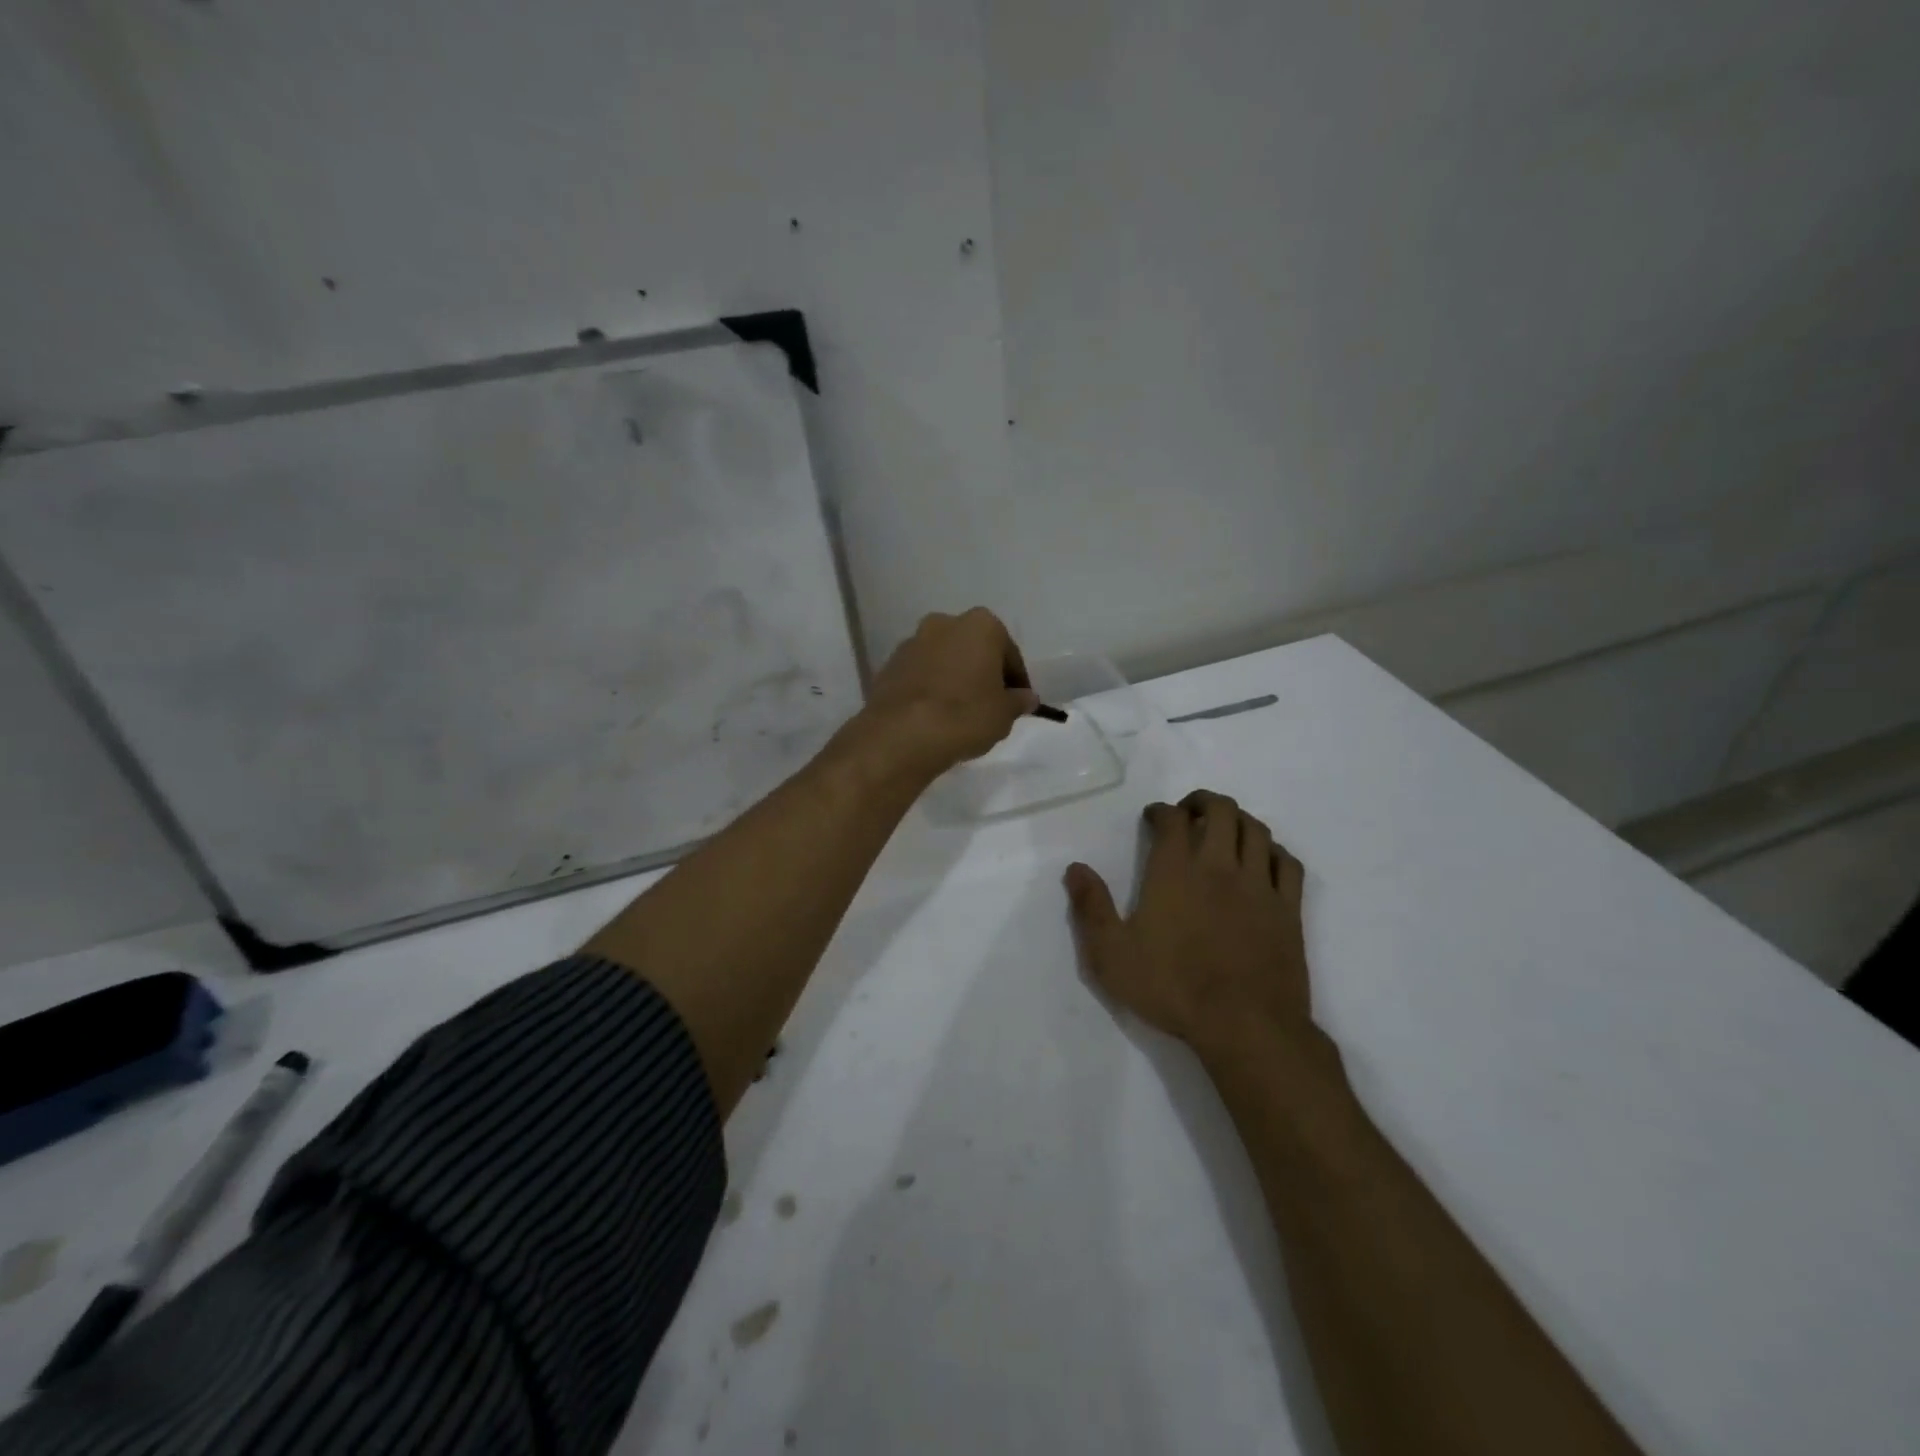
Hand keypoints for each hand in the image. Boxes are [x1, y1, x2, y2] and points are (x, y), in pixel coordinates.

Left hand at [853, 608, 1039, 781]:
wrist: (902, 734)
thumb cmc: (965, 715)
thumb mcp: (1004, 714)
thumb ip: (1018, 701)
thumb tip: (1026, 697)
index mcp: (980, 625)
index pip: (1008, 653)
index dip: (1016, 680)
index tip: (1018, 703)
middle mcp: (944, 623)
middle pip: (972, 649)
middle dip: (982, 672)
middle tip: (989, 705)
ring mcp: (911, 643)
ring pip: (943, 660)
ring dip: (953, 679)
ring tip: (960, 713)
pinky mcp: (888, 666)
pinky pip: (920, 676)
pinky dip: (929, 690)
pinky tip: (934, 716)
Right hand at [1064, 791, 1310, 1061]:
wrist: (1245, 1026)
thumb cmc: (1172, 988)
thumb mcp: (1111, 955)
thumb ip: (1091, 907)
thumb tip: (1075, 868)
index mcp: (1175, 871)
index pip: (1172, 819)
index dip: (1161, 811)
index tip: (1153, 818)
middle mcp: (1219, 866)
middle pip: (1221, 810)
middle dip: (1203, 802)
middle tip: (1189, 813)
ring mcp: (1259, 885)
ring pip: (1257, 830)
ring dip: (1239, 820)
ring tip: (1225, 830)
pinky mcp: (1288, 909)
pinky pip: (1287, 863)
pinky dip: (1274, 851)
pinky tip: (1264, 860)